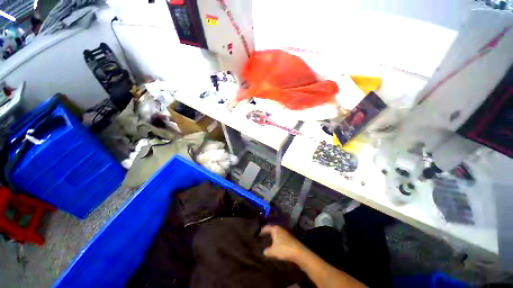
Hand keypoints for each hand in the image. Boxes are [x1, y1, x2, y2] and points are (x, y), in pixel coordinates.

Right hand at [260, 225, 305, 261]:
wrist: (299, 252)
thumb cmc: (284, 249)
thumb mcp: (273, 251)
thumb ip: (267, 251)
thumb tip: (264, 251)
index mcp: (275, 229)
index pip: (266, 227)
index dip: (261, 231)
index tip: (257, 234)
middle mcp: (280, 228)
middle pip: (271, 229)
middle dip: (267, 233)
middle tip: (261, 237)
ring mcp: (285, 233)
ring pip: (276, 234)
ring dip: (272, 237)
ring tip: (267, 242)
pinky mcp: (289, 238)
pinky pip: (280, 237)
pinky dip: (277, 240)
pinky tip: (275, 245)